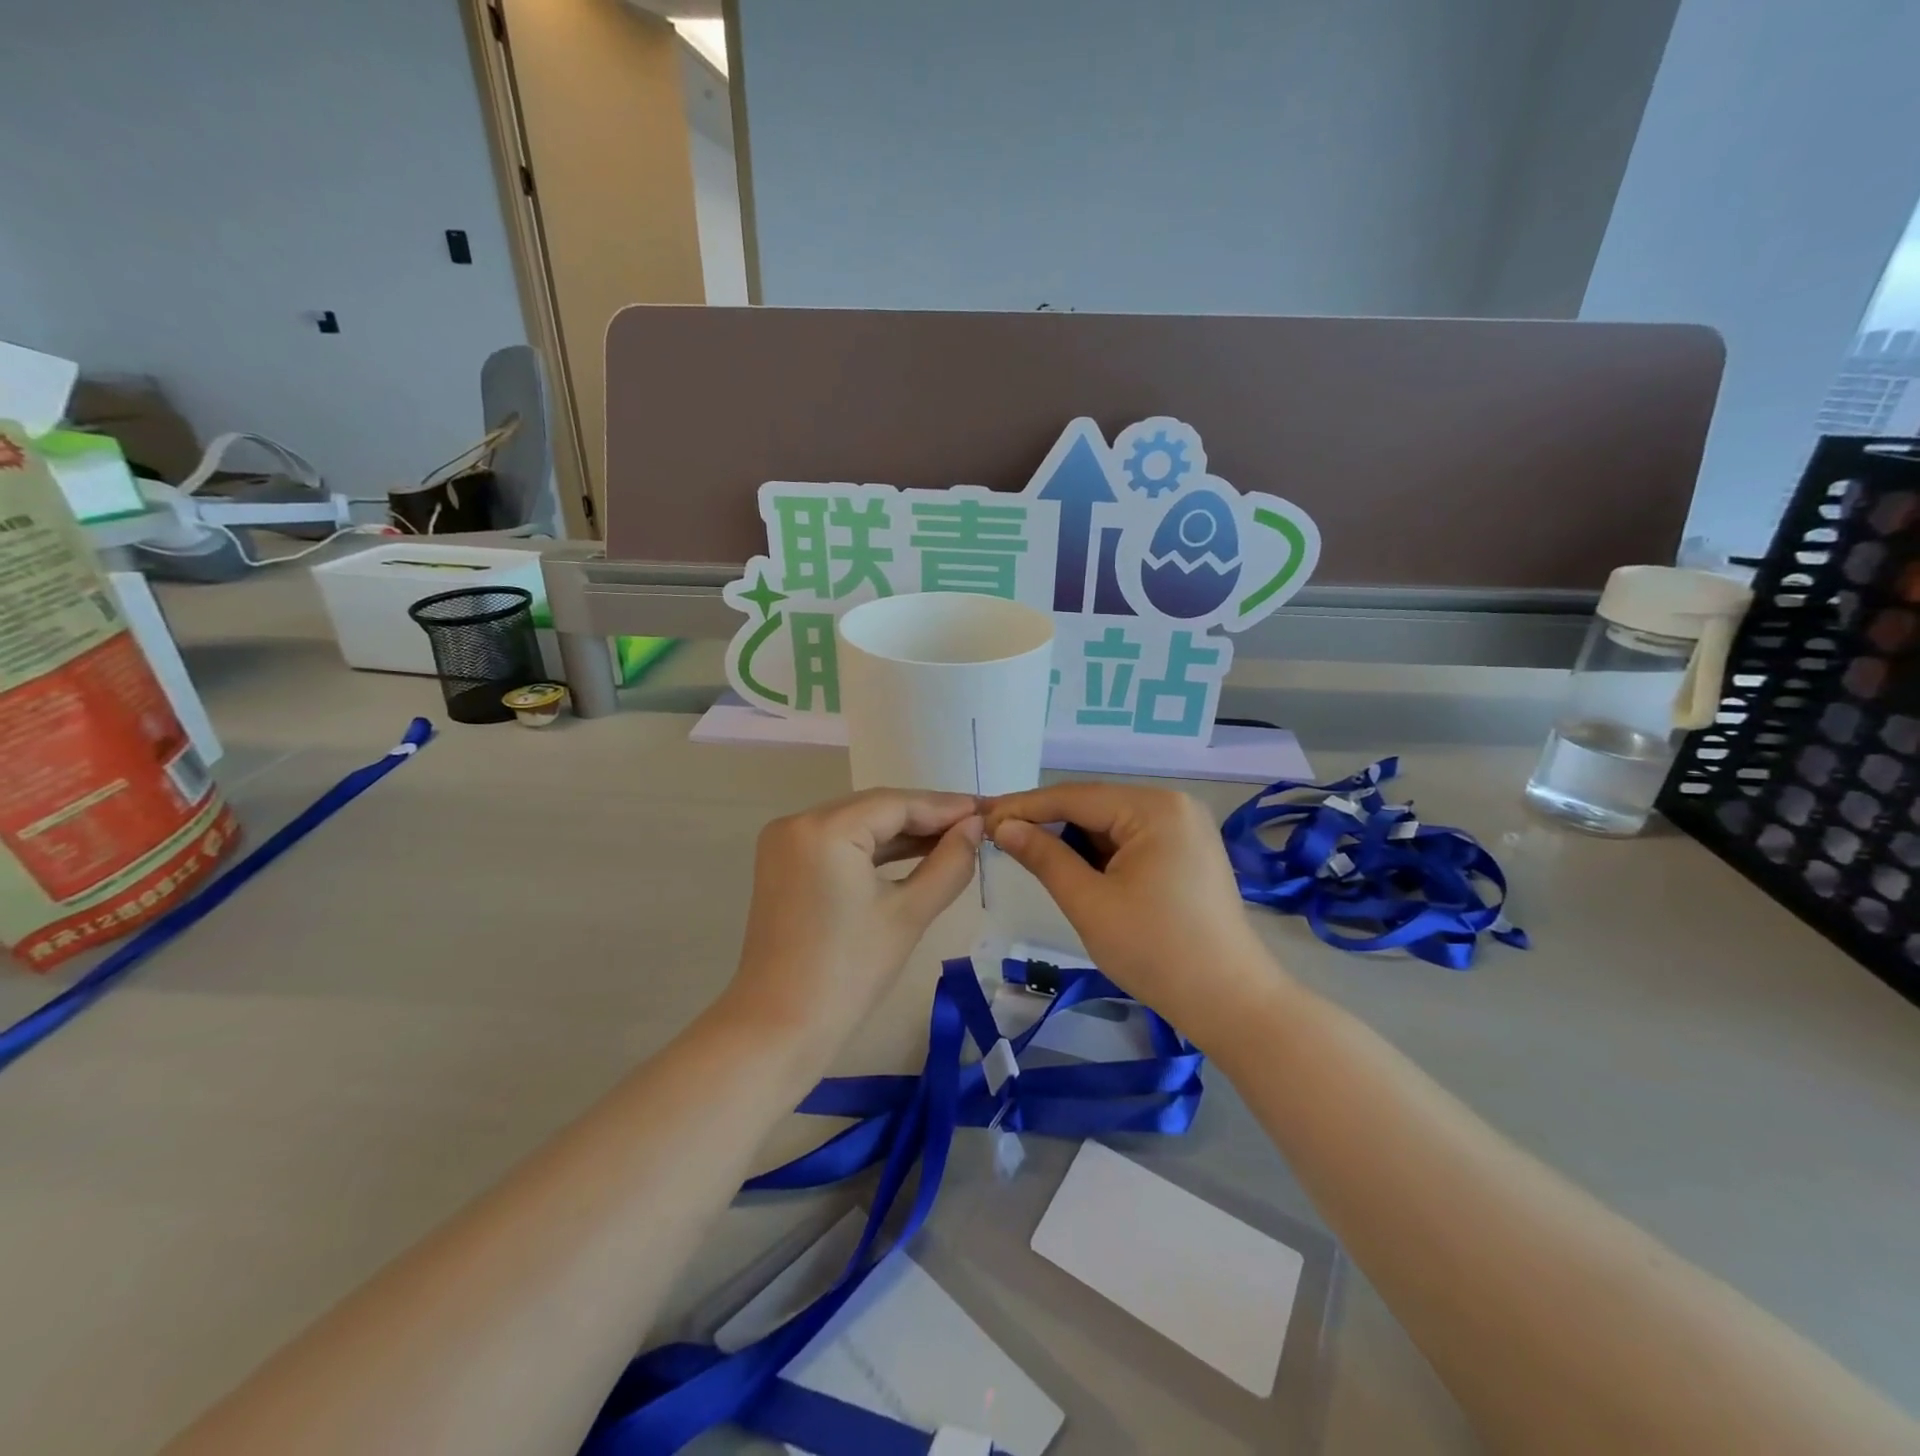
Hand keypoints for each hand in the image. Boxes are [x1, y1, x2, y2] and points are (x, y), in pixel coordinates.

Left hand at [729, 789, 983, 1040]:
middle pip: (874, 809)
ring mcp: (785, 843)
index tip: (987, 811)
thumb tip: (974, 827)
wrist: (779, 1028)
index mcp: (824, 828)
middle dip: (925, 818)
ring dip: (902, 833)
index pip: (896, 804)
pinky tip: (913, 854)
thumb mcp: (908, 914)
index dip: (945, 807)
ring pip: (857, 825)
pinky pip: (838, 844)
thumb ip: (948, 864)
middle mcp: (798, 822)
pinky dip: (874, 850)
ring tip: (953, 840)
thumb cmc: (849, 972)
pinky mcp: (784, 865)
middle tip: (974, 826)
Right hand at [984, 784, 1278, 1025]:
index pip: (1074, 797)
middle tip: (999, 838)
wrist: (1231, 1003)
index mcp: (1154, 808)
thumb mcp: (1089, 903)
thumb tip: (1004, 827)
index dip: (1024, 807)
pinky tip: (1073, 869)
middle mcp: (1174, 805)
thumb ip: (1044, 857)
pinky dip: (1099, 854)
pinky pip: (1131, 841)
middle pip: (1094, 806)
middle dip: (1047, 823)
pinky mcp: (1188, 852)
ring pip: (1111, 825)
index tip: (982, 818)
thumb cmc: (1156, 951)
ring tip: (1028, 854)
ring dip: (1072, 840)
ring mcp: (1185, 828)